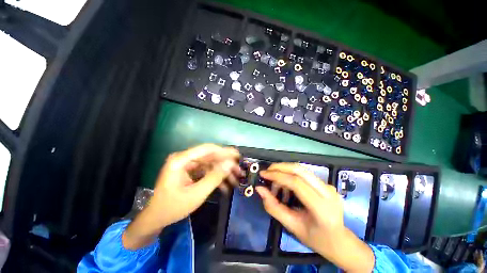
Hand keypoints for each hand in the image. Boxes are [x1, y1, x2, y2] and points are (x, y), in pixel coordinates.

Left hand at [123, 144, 240, 249]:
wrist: (156, 218)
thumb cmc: (173, 207)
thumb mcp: (196, 194)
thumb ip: (214, 177)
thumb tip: (230, 164)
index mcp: (181, 160)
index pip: (207, 149)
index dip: (224, 151)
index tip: (237, 155)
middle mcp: (185, 159)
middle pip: (210, 156)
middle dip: (226, 164)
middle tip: (239, 169)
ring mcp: (188, 165)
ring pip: (211, 164)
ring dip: (223, 172)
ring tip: (236, 179)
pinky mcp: (191, 172)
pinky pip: (207, 171)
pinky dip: (217, 177)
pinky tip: (226, 186)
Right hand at [256, 163, 373, 272]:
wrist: (340, 241)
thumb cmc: (316, 238)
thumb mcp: (292, 226)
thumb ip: (274, 207)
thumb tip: (260, 189)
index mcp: (321, 207)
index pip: (296, 183)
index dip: (277, 175)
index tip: (263, 174)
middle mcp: (328, 192)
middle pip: (299, 170)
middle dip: (280, 167)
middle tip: (267, 172)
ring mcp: (328, 185)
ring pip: (301, 169)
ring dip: (284, 170)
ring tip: (275, 182)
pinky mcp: (326, 183)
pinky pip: (304, 174)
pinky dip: (291, 175)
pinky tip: (286, 185)